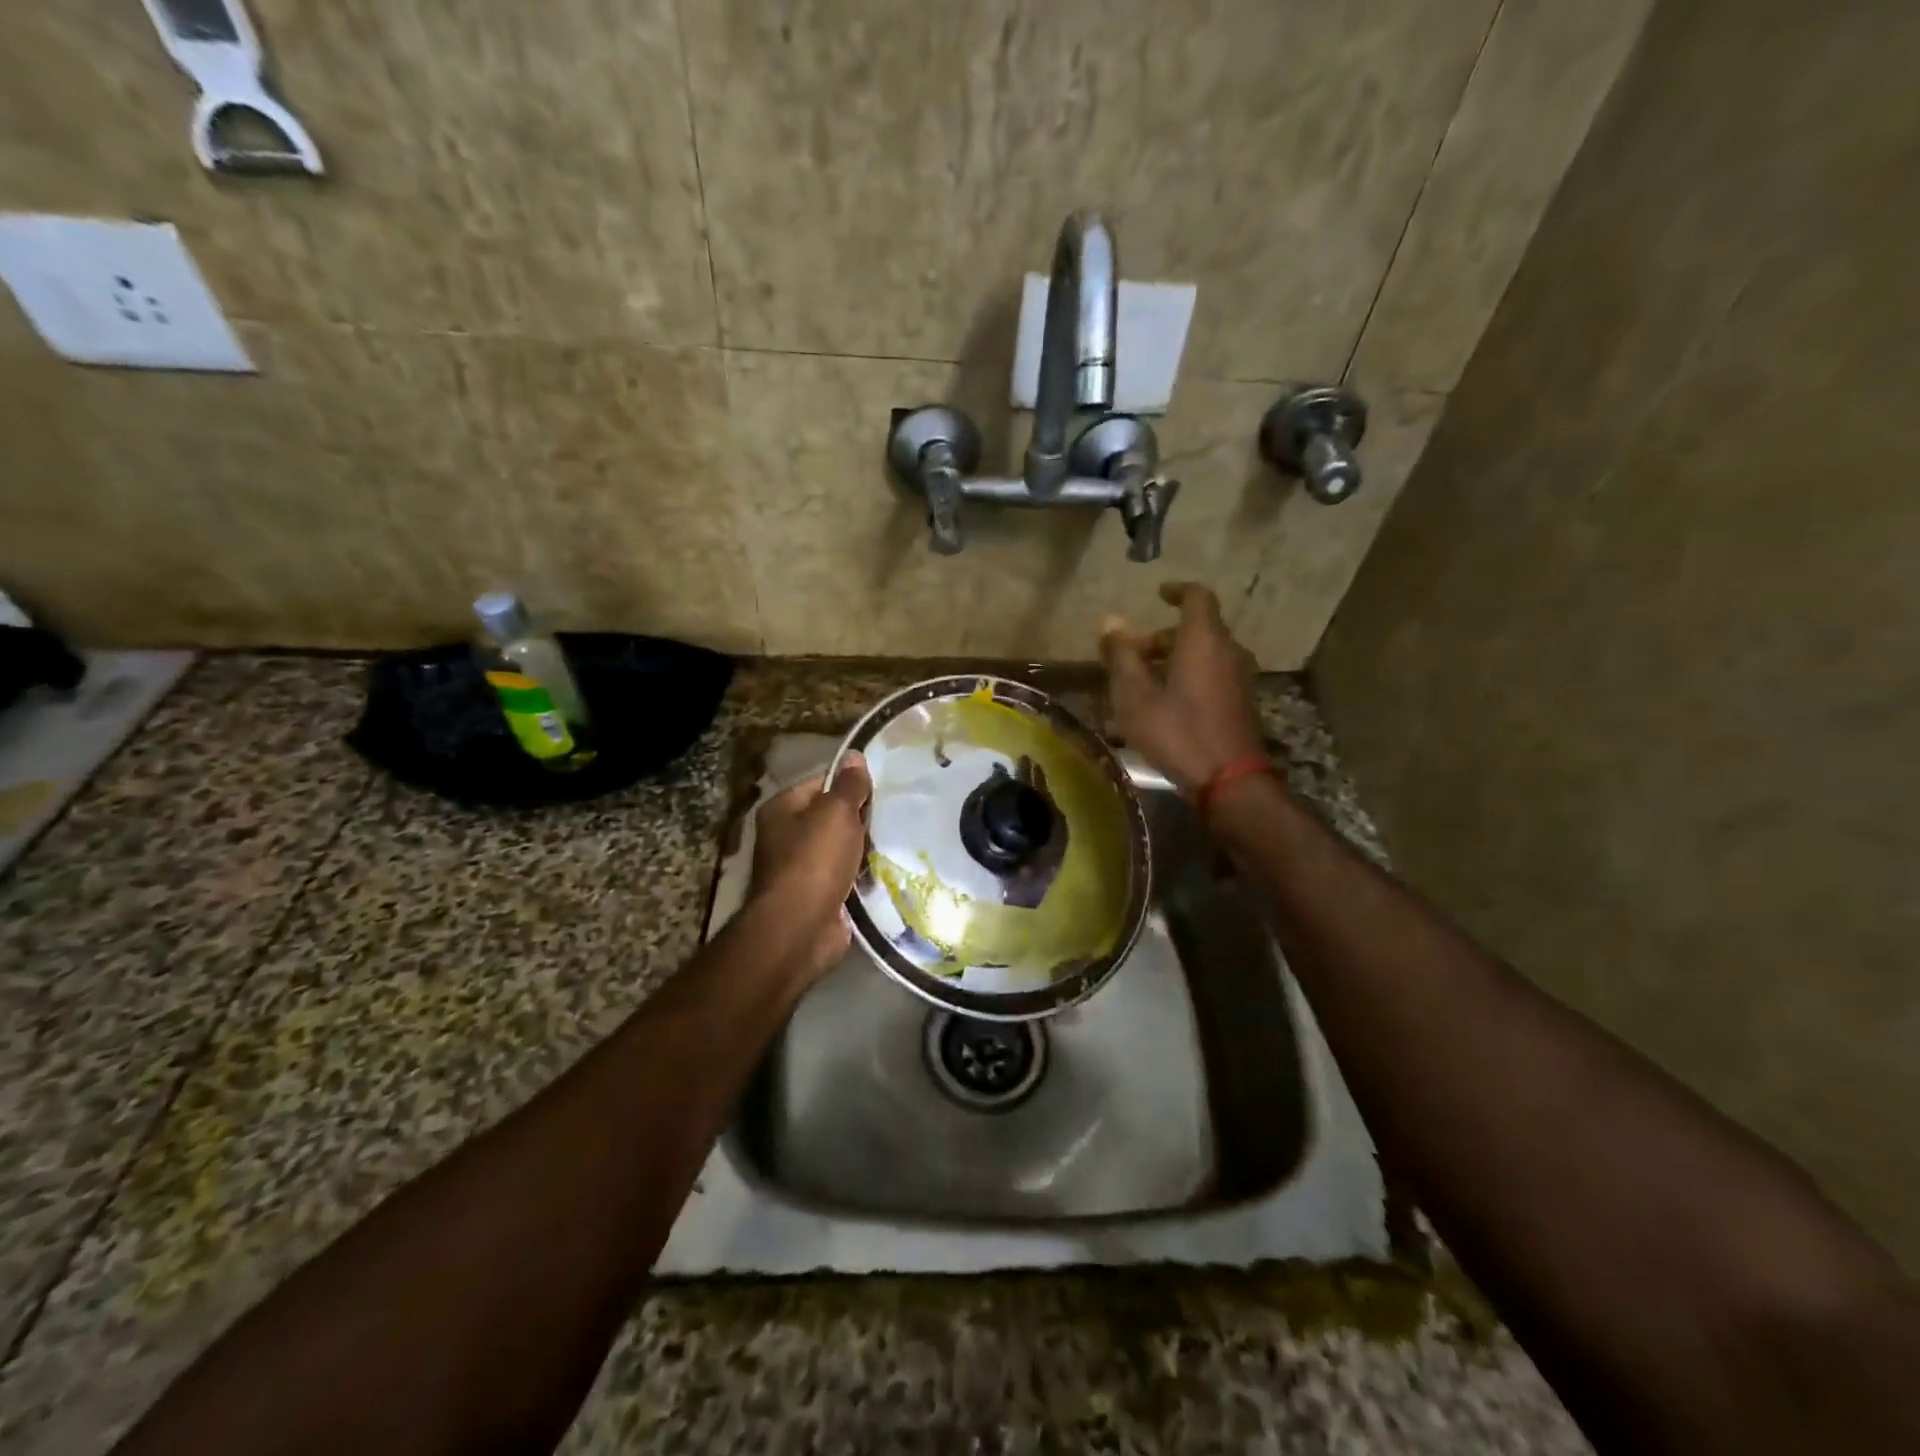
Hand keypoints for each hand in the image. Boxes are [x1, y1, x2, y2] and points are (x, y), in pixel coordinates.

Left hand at [747, 753, 872, 979]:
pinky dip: (862, 876)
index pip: (821, 784)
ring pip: (841, 849)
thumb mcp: (836, 813)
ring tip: (895, 841)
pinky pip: (846, 877)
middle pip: (831, 817)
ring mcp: (800, 869)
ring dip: (864, 849)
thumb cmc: (814, 860)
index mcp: (782, 809)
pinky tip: (886, 871)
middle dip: (860, 819)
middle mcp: (786, 836)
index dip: (849, 785)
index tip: (880, 790)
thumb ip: (849, 785)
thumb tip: (854, 755)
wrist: (801, 927)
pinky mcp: (818, 896)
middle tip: (893, 816)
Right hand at [1101, 582, 1267, 798]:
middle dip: (1160, 637)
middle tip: (1129, 655)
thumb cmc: (1177, 732)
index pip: (1197, 596)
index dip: (1177, 591)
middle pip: (1196, 629)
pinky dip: (1186, 678)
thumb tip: (1110, 622)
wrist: (1229, 781)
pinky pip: (1210, 676)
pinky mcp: (1240, 703)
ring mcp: (1238, 678)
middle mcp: (1227, 651)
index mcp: (1203, 640)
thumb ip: (1121, 656)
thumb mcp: (1136, 696)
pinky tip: (1161, 706)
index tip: (1157, 594)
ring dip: (1171, 660)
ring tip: (1139, 684)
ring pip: (1202, 655)